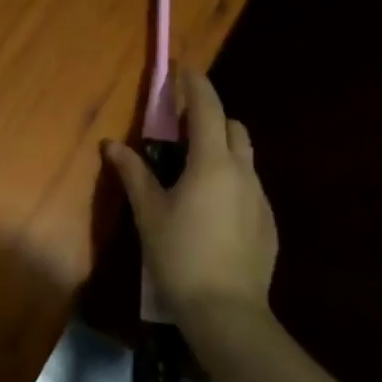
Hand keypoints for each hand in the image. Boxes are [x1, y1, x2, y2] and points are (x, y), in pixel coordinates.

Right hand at [102, 68, 277, 335]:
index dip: (195, 85)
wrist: (227, 311)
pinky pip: (248, 186)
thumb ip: (133, 173)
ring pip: (244, 157)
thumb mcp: (149, 213)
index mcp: (212, 164)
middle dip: (209, 116)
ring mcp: (260, 198)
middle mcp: (242, 173)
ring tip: (192, 170)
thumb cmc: (180, 256)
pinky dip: (230, 179)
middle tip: (179, 127)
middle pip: (232, 127)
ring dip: (220, 148)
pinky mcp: (268, 223)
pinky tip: (210, 209)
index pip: (207, 108)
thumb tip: (113, 145)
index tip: (182, 70)